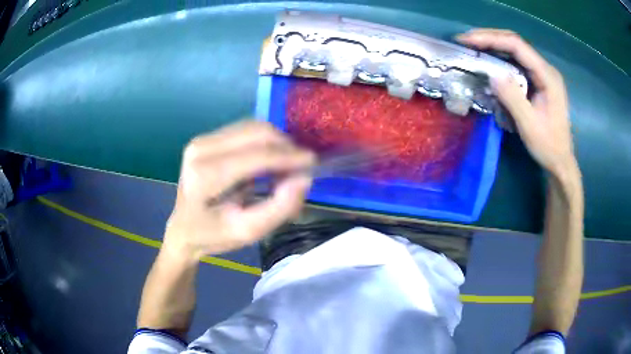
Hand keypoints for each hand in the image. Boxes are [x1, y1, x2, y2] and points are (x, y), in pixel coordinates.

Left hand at [162, 120, 315, 259]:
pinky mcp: (206, 138)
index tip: (312, 163)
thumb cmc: (213, 235)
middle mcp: (200, 149)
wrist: (184, 228)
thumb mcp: (248, 231)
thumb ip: (279, 208)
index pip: (256, 156)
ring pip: (253, 127)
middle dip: (285, 147)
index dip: (289, 157)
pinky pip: (245, 130)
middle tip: (299, 168)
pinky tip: (267, 161)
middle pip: (256, 133)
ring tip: (283, 168)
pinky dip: (264, 142)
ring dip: (276, 144)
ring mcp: (201, 140)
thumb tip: (304, 178)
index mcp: (205, 176)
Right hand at [456, 29, 576, 176]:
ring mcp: (543, 75)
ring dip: (494, 46)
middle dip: (490, 38)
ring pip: (516, 51)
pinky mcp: (539, 81)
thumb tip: (491, 74)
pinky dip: (501, 59)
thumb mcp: (529, 125)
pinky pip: (518, 63)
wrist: (561, 162)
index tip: (468, 41)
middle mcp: (546, 69)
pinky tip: (490, 61)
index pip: (517, 46)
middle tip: (466, 41)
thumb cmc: (548, 146)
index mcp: (547, 76)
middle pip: (515, 43)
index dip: (491, 39)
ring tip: (473, 47)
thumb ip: (512, 98)